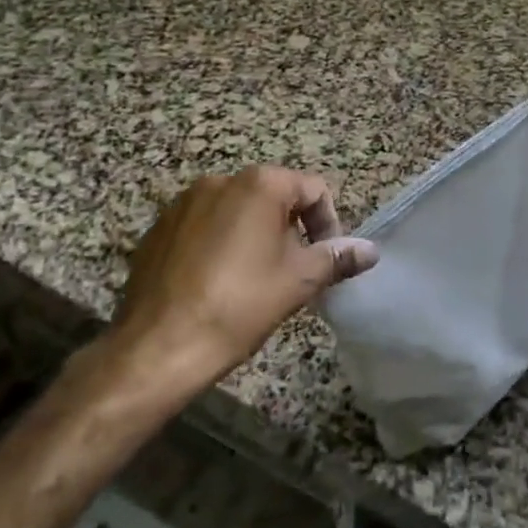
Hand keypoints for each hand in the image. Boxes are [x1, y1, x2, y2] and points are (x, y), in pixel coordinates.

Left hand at [112, 167, 378, 385]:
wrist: (157, 347)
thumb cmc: (239, 306)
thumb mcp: (298, 282)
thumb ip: (337, 258)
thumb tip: (370, 250)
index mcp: (260, 184)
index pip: (314, 190)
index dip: (328, 225)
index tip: (323, 264)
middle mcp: (220, 180)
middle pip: (274, 197)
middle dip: (290, 231)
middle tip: (291, 275)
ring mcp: (183, 203)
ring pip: (237, 212)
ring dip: (254, 237)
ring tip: (254, 282)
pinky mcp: (158, 229)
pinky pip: (203, 227)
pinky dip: (218, 246)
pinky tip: (215, 285)